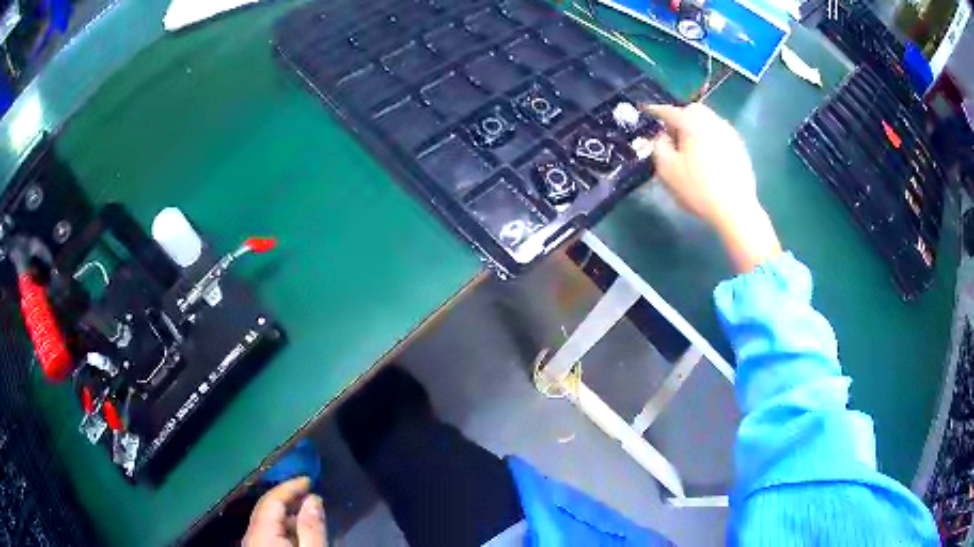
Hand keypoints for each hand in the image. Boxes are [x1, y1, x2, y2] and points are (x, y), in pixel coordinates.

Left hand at [243, 477, 327, 546]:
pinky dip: (283, 526)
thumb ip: (311, 527)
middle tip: (310, 494)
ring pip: (267, 521)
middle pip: (267, 508)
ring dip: (287, 514)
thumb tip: (313, 499)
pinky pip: (267, 532)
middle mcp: (250, 534)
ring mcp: (252, 543)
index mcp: (261, 531)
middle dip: (288, 499)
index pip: (272, 499)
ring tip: (309, 514)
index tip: (309, 479)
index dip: (290, 486)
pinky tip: (297, 531)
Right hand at [644, 103, 780, 272]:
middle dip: (680, 117)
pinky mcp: (739, 146)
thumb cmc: (697, 188)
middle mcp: (712, 121)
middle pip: (692, 110)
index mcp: (691, 122)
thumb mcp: (666, 169)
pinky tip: (709, 157)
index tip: (646, 111)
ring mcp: (729, 133)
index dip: (655, 111)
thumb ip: (658, 146)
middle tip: (674, 137)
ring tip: (692, 148)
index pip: (668, 111)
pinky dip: (710, 138)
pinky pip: (719, 134)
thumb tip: (662, 136)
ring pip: (708, 120)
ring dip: (697, 127)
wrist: (735, 209)